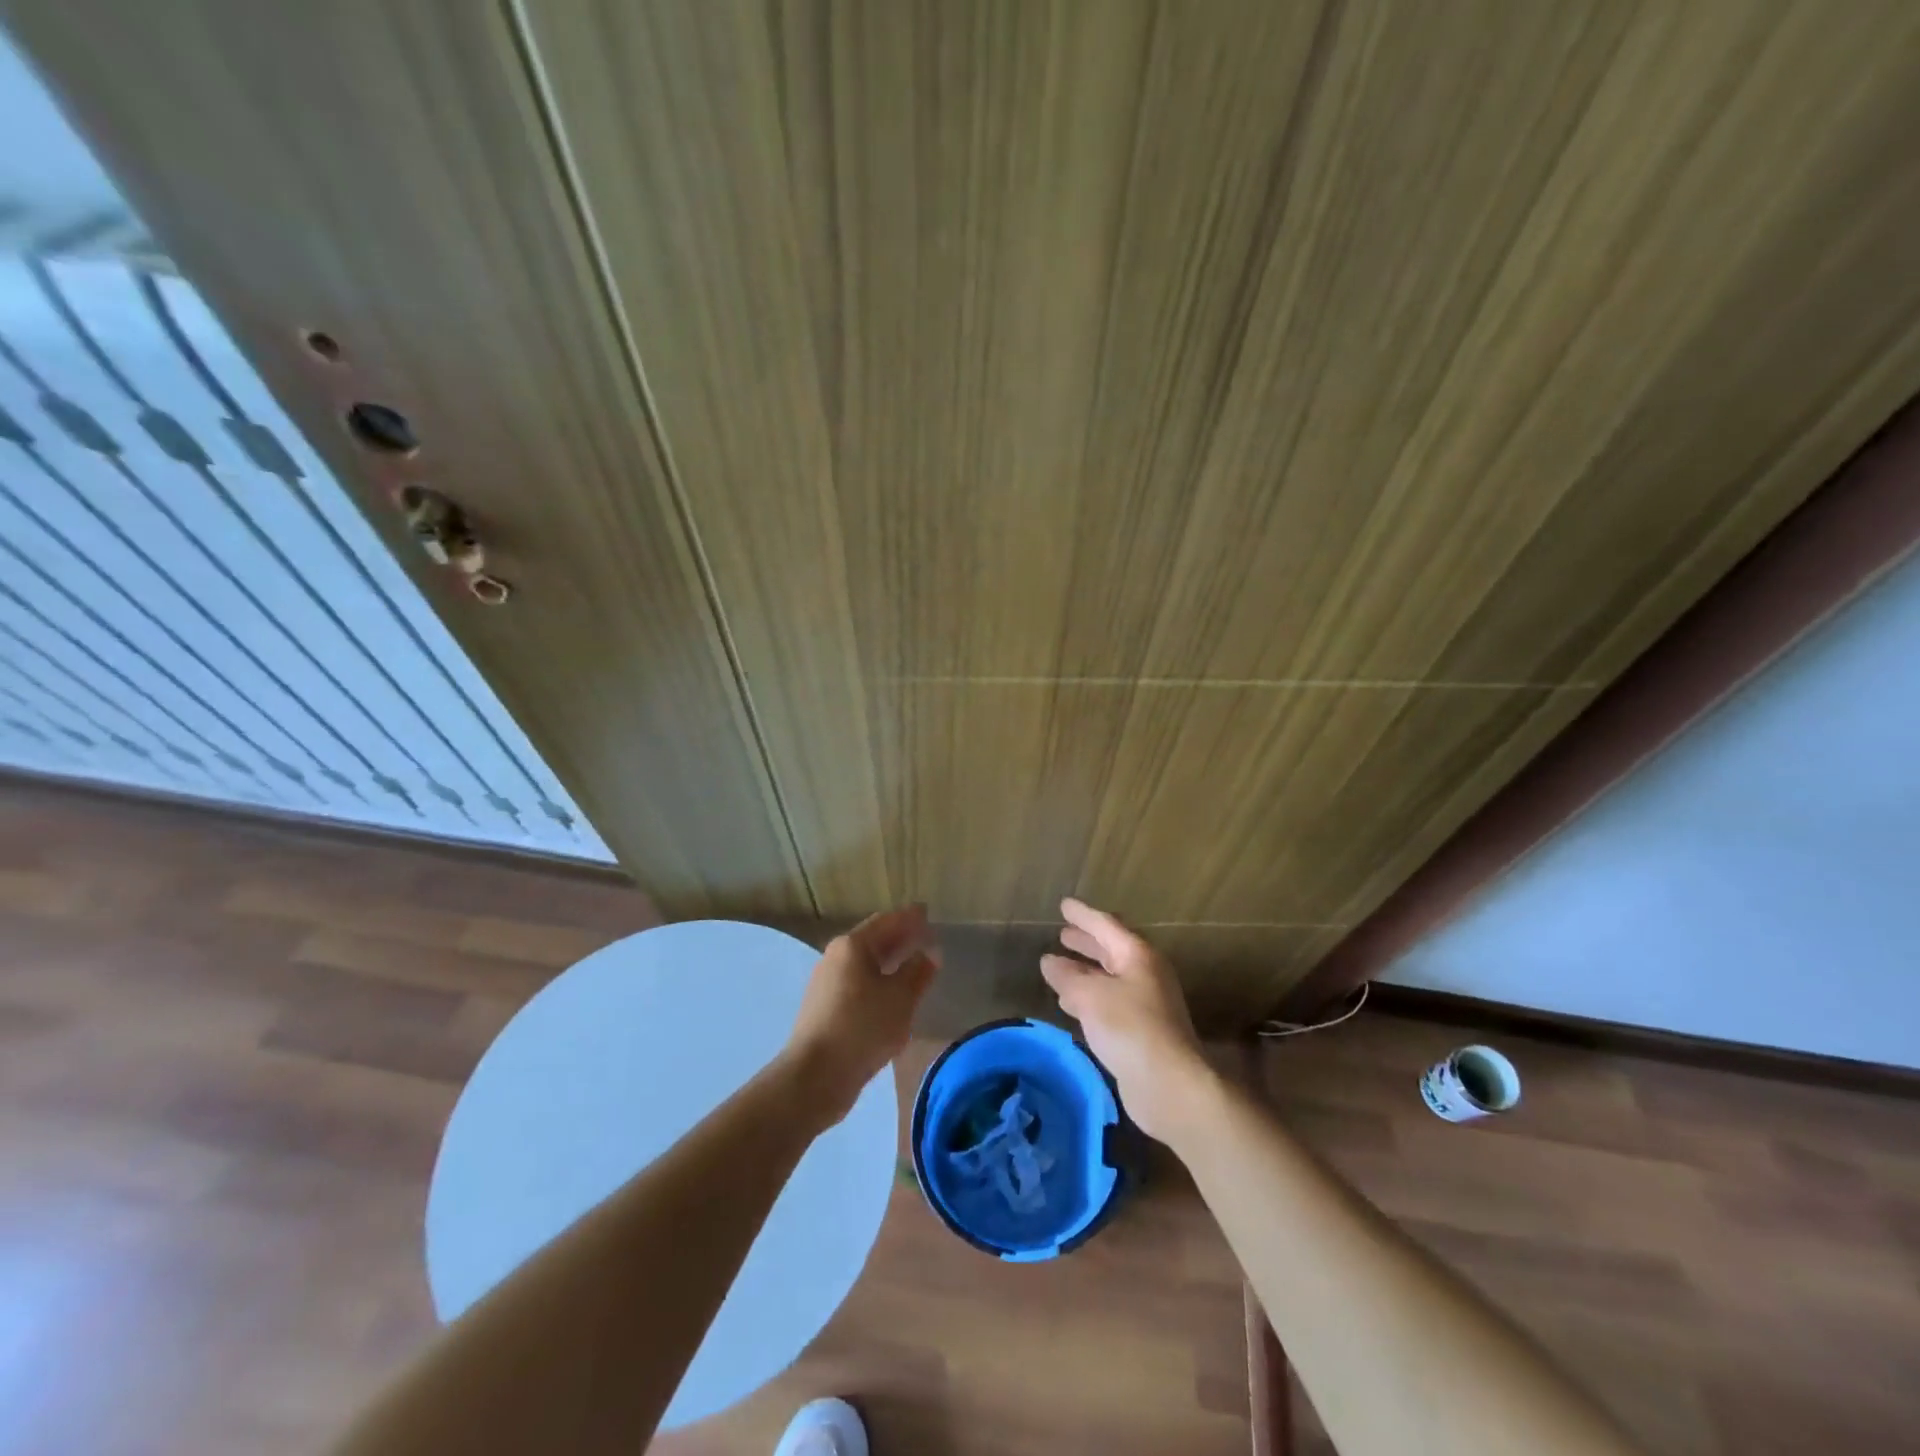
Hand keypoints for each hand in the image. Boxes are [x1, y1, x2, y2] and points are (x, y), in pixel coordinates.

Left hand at [782, 903, 939, 1131]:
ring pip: (865, 964)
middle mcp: (835, 957)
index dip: (909, 918)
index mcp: (852, 946)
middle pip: (873, 940)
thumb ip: (918, 971)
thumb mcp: (900, 998)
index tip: (927, 913)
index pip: (887, 921)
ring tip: (914, 967)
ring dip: (889, 962)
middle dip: (900, 938)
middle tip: (925, 939)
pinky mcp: (825, 1008)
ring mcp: (827, 983)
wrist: (814, 1076)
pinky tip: (892, 997)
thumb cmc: (862, 1027)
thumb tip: (929, 952)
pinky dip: (878, 982)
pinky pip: (858, 985)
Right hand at [1041, 898, 1215, 1144]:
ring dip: (1086, 970)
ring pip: (1110, 977)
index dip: (1083, 915)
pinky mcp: (1142, 1030)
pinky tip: (1071, 1004)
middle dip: (1086, 941)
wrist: (1170, 1085)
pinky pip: (1111, 1001)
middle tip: (1063, 933)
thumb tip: (1049, 961)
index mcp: (1137, 955)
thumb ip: (1067, 976)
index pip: (1106, 925)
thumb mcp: (1090, 996)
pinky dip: (1090, 996)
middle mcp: (1145, 973)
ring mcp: (1147, 1002)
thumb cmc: (1130, 1028)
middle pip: (1112, 949)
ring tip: (1060, 966)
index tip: (1064, 905)